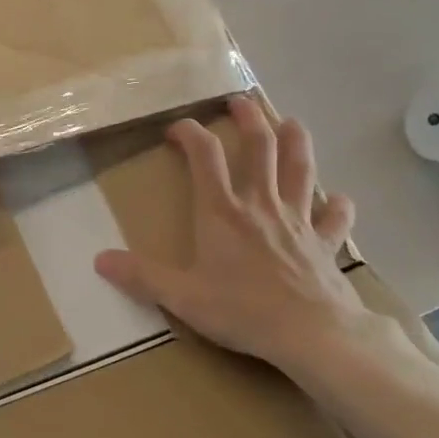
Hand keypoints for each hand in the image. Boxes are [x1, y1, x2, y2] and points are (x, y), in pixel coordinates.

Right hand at [93, 96, 407, 379]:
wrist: (312, 334)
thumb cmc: (243, 310)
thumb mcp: (182, 297)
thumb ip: (142, 276)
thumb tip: (99, 260)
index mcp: (223, 211)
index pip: (204, 155)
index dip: (190, 132)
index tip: (176, 127)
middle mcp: (261, 204)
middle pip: (260, 147)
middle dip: (250, 119)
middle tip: (241, 102)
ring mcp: (298, 221)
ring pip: (301, 169)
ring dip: (296, 142)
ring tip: (292, 123)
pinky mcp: (325, 243)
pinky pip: (335, 218)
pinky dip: (338, 206)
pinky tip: (339, 200)